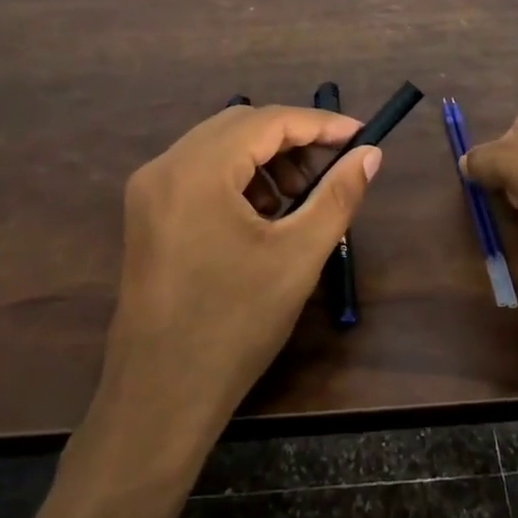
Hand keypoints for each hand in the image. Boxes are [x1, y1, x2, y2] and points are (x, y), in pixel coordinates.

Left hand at [96, 105, 380, 453]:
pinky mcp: (147, 214)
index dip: (319, 124)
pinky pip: (200, 173)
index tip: (361, 135)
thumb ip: (338, 196)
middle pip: (239, 126)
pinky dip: (239, 179)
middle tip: (335, 166)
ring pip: (219, 148)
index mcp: (196, 170)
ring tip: (304, 195)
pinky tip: (267, 213)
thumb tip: (370, 155)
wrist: (160, 396)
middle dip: (293, 140)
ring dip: (266, 159)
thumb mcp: (298, 257)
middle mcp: (164, 167)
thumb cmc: (235, 325)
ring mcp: (149, 190)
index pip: (267, 121)